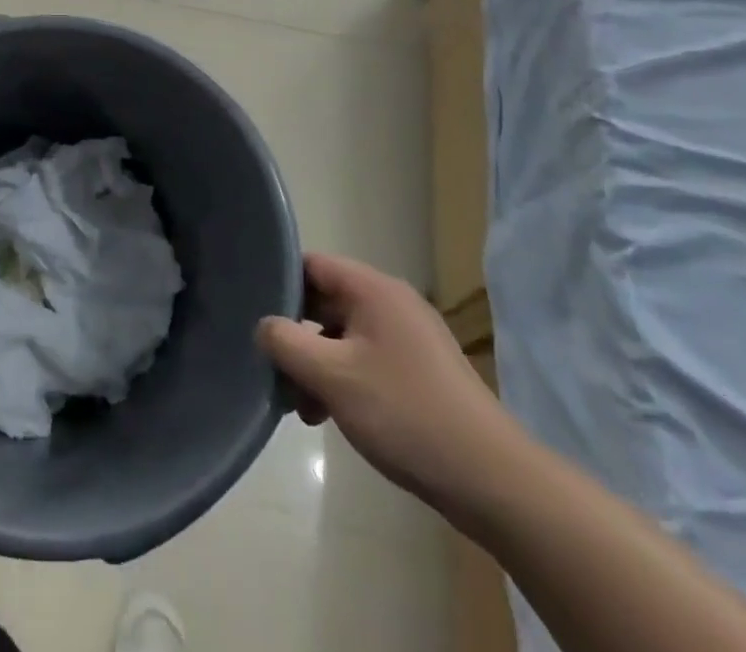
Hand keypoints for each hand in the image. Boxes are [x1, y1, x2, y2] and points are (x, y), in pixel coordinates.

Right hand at [255, 253, 514, 514]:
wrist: (492, 481)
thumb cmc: (405, 414)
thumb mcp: (332, 377)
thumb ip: (286, 343)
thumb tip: (264, 326)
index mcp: (373, 289)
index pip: (311, 265)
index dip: (279, 285)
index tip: (253, 314)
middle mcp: (391, 303)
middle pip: (324, 302)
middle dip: (295, 335)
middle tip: (274, 370)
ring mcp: (408, 337)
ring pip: (342, 336)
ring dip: (316, 365)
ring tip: (302, 407)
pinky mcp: (418, 371)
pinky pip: (364, 359)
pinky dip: (342, 379)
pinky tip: (329, 416)